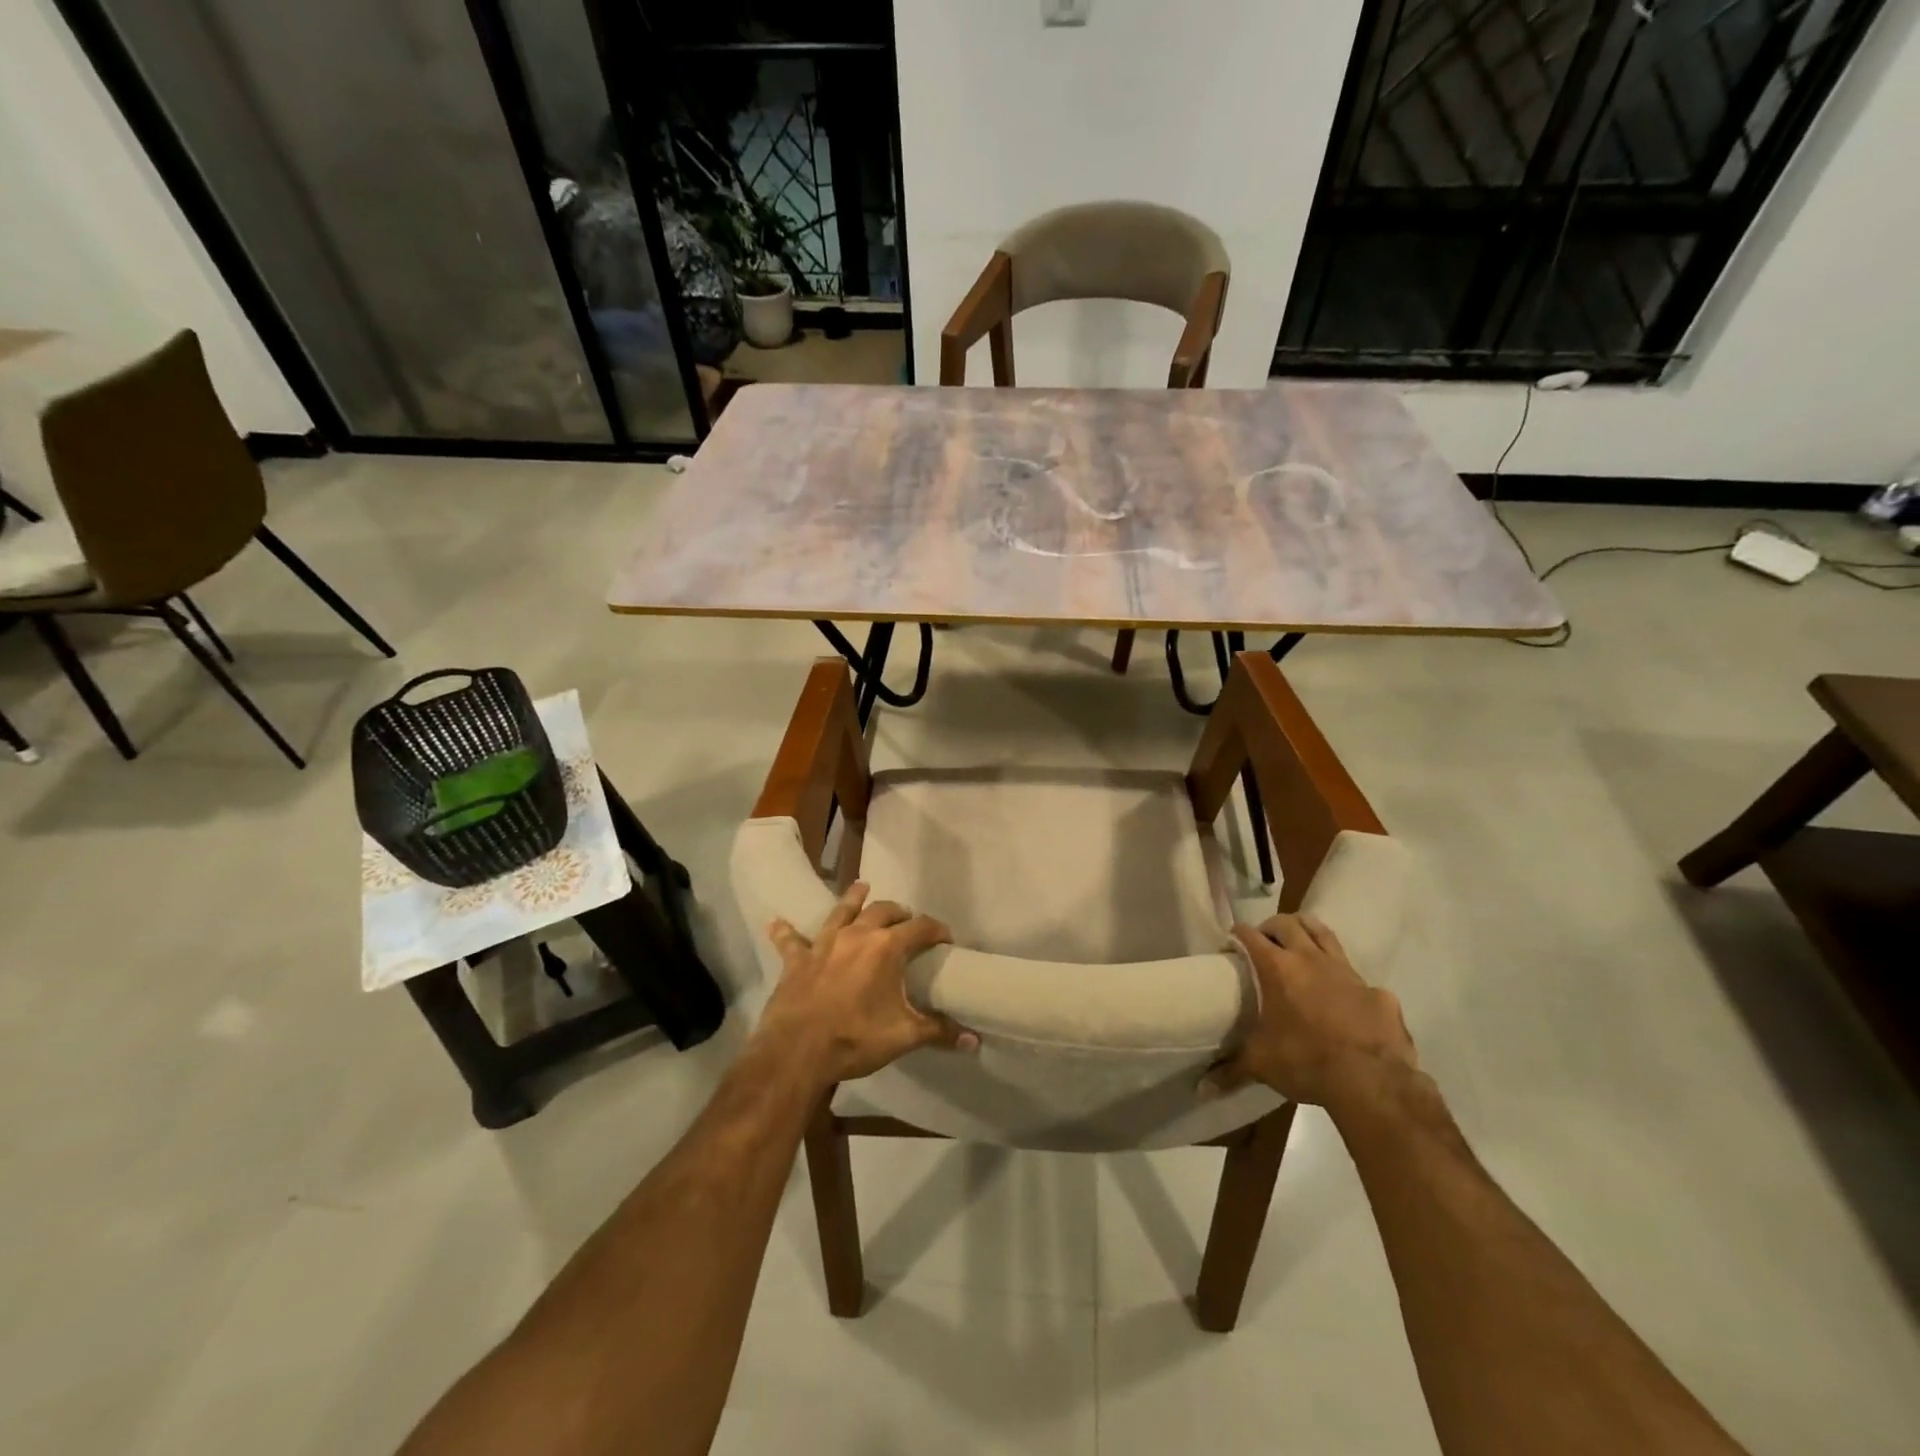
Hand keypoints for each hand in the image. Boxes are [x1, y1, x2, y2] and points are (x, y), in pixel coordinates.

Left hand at [759, 882, 976, 1084]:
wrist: (797, 1052)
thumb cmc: (856, 1039)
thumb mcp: (904, 1036)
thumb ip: (939, 1032)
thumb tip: (974, 1040)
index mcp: (886, 947)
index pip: (920, 927)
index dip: (936, 930)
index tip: (946, 939)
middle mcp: (856, 935)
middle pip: (882, 910)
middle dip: (899, 913)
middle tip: (907, 920)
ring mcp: (824, 944)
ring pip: (841, 911)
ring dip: (853, 898)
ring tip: (861, 887)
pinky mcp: (797, 960)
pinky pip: (790, 940)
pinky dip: (785, 931)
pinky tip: (775, 922)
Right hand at [1201, 913, 1416, 1110]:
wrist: (1372, 1082)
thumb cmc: (1306, 1062)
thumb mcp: (1261, 1065)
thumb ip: (1231, 1070)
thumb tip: (1201, 1089)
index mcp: (1277, 968)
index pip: (1249, 935)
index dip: (1237, 935)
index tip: (1230, 944)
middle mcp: (1310, 960)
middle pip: (1288, 923)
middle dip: (1272, 927)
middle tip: (1265, 943)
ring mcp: (1347, 972)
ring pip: (1324, 934)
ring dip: (1308, 933)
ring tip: (1300, 945)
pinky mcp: (1377, 992)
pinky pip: (1358, 978)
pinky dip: (1347, 982)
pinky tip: (1345, 1001)